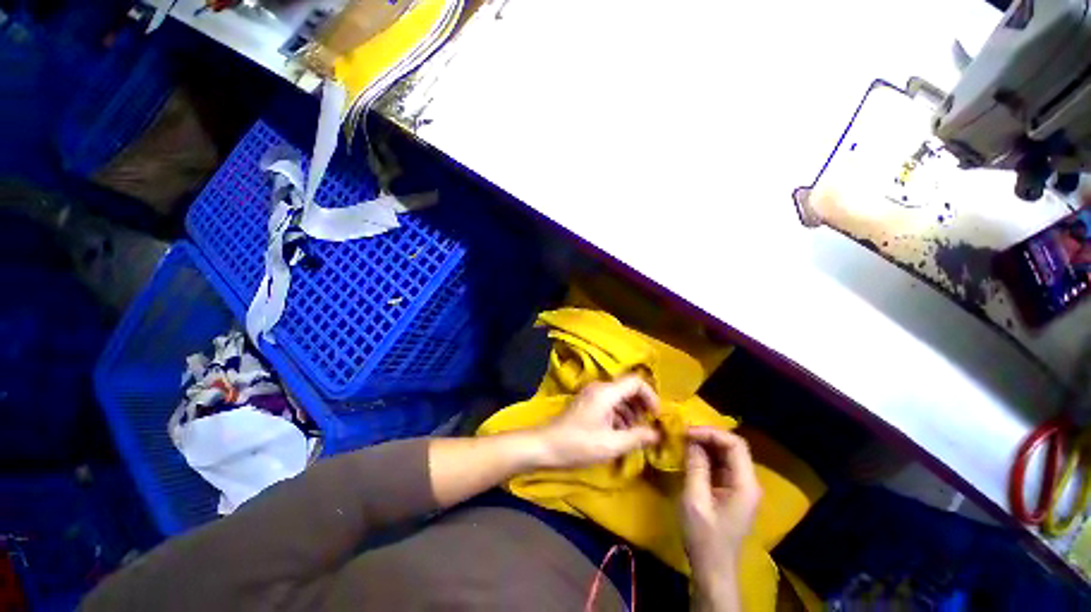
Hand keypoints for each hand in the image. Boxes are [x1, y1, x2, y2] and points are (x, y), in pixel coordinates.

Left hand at [534, 375, 661, 469]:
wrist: (546, 446)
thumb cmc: (579, 445)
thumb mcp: (611, 444)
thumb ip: (638, 437)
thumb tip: (657, 433)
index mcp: (606, 392)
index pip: (636, 382)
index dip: (651, 396)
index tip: (657, 416)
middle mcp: (599, 388)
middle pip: (628, 388)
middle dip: (642, 406)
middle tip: (650, 426)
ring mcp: (591, 394)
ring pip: (619, 396)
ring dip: (631, 412)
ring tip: (637, 433)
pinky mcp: (587, 403)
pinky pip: (610, 403)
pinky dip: (620, 415)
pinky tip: (621, 433)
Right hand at [682, 427, 760, 597]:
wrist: (713, 568)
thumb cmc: (704, 537)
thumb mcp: (695, 500)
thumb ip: (696, 467)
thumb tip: (691, 440)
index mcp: (745, 485)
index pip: (735, 444)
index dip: (711, 433)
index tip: (687, 433)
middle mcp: (748, 482)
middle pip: (733, 447)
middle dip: (707, 436)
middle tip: (683, 434)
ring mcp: (741, 487)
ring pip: (727, 454)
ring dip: (706, 445)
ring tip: (683, 441)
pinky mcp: (732, 491)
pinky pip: (721, 465)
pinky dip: (706, 456)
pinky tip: (690, 455)